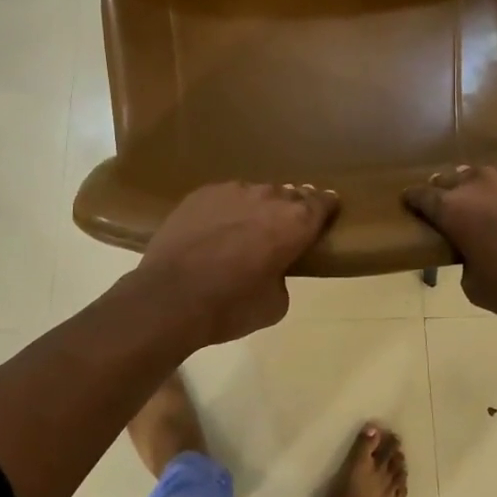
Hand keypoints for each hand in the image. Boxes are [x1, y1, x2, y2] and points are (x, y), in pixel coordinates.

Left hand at [133, 182, 339, 344]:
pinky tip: (216, 228)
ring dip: (258, 208)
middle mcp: (268, 197)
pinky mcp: (201, 193)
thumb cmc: (231, 306)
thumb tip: (274, 268)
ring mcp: (232, 190)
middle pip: (289, 194)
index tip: (327, 210)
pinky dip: (227, 210)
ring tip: (247, 229)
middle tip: (285, 227)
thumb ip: (283, 276)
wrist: (170, 297)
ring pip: (255, 193)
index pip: (322, 203)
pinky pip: (225, 197)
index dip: (326, 207)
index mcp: (295, 222)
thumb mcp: (275, 305)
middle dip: (291, 208)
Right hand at [403, 165, 496, 331]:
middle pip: (454, 178)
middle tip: (452, 207)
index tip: (411, 204)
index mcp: (456, 208)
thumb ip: (464, 259)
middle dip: (448, 191)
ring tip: (494, 206)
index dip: (413, 200)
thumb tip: (471, 249)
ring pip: (491, 175)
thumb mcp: (476, 288)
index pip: (422, 195)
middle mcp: (482, 182)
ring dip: (486, 189)